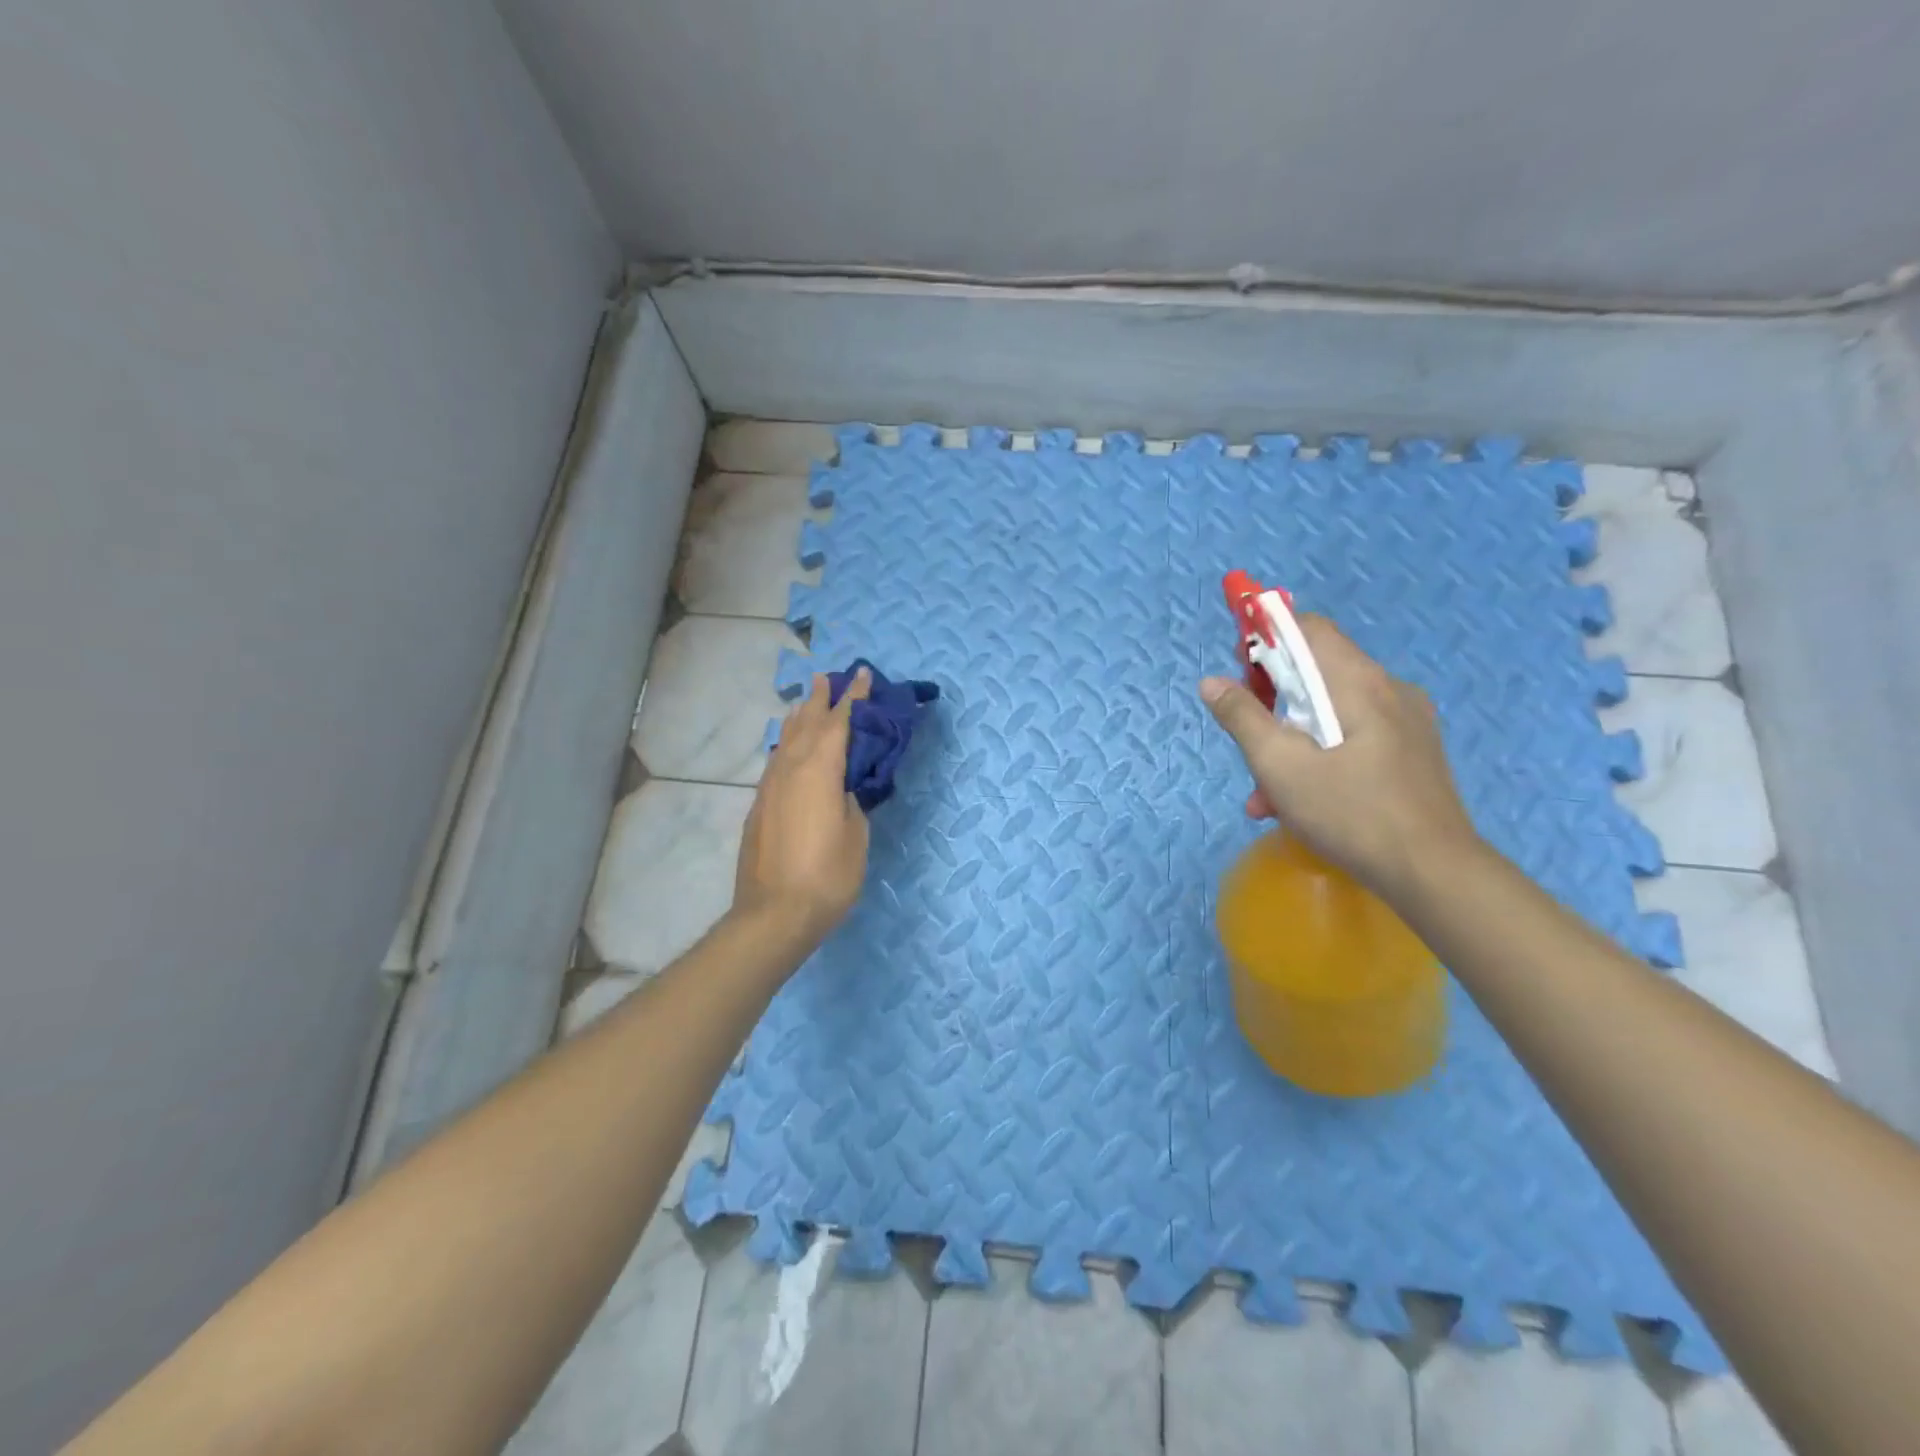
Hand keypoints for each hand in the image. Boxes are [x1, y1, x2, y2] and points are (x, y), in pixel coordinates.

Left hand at [732, 668, 872, 953]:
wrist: (774, 914)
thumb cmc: (828, 876)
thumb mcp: (855, 835)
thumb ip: (850, 802)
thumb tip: (841, 789)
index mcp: (819, 771)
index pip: (839, 723)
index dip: (853, 697)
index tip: (863, 675)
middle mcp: (790, 770)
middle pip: (806, 724)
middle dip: (819, 699)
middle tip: (827, 677)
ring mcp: (770, 788)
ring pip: (786, 741)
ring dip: (799, 718)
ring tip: (805, 703)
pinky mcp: (759, 807)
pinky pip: (776, 762)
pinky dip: (787, 745)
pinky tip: (789, 749)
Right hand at [1199, 615, 1479, 896]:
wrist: (1434, 874)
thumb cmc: (1350, 812)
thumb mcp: (1279, 765)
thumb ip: (1242, 718)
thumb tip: (1212, 682)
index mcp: (1359, 682)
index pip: (1309, 629)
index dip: (1267, 637)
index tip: (1240, 669)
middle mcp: (1390, 690)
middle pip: (1318, 673)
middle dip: (1273, 702)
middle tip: (1247, 737)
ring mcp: (1407, 724)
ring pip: (1332, 713)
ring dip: (1291, 741)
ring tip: (1264, 793)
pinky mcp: (1413, 755)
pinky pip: (1354, 739)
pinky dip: (1320, 757)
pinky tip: (1298, 803)